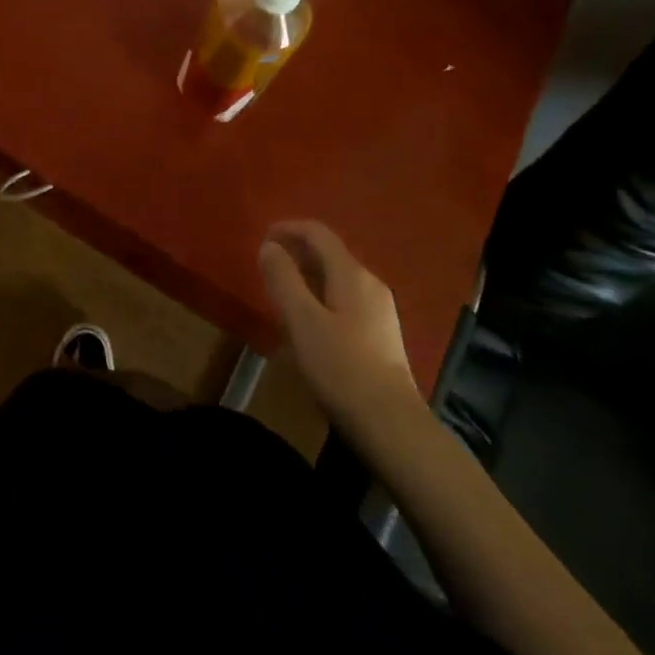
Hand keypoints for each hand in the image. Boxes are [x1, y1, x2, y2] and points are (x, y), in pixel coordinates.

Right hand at [259, 220, 417, 426]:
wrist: (393, 426)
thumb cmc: (342, 368)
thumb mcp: (302, 321)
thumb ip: (283, 279)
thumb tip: (269, 246)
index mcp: (352, 274)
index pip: (318, 233)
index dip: (288, 228)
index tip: (261, 239)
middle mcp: (370, 283)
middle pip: (329, 253)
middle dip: (296, 253)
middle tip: (266, 268)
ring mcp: (379, 310)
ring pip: (337, 278)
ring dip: (307, 276)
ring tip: (281, 293)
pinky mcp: (381, 335)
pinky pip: (344, 299)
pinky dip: (320, 296)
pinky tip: (308, 322)